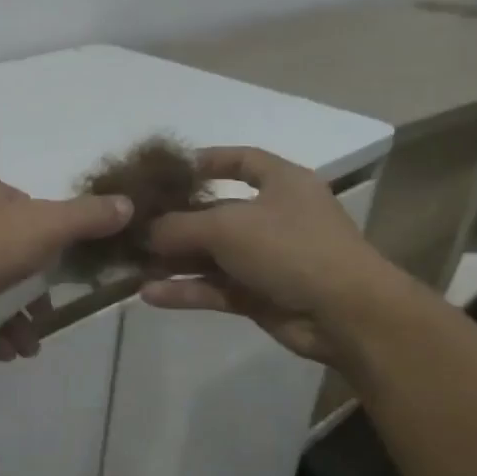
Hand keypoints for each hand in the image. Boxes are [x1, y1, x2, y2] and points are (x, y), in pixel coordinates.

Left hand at [0, 174, 132, 358]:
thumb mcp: (46, 226)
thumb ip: (87, 217)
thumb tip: (128, 204)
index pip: (32, 210)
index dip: (54, 242)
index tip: (65, 274)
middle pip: (15, 252)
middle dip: (36, 291)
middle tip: (47, 317)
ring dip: (17, 316)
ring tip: (28, 346)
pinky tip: (4, 351)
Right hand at [140, 146, 391, 362]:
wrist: (346, 315)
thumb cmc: (291, 248)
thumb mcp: (228, 226)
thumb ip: (179, 225)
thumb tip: (144, 232)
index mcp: (281, 183)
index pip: (241, 160)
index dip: (207, 161)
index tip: (168, 171)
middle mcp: (274, 217)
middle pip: (215, 212)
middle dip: (174, 220)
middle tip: (132, 225)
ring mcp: (267, 258)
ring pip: (210, 255)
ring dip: (173, 260)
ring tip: (130, 263)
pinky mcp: (259, 295)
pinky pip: (214, 287)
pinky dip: (185, 290)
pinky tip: (148, 294)